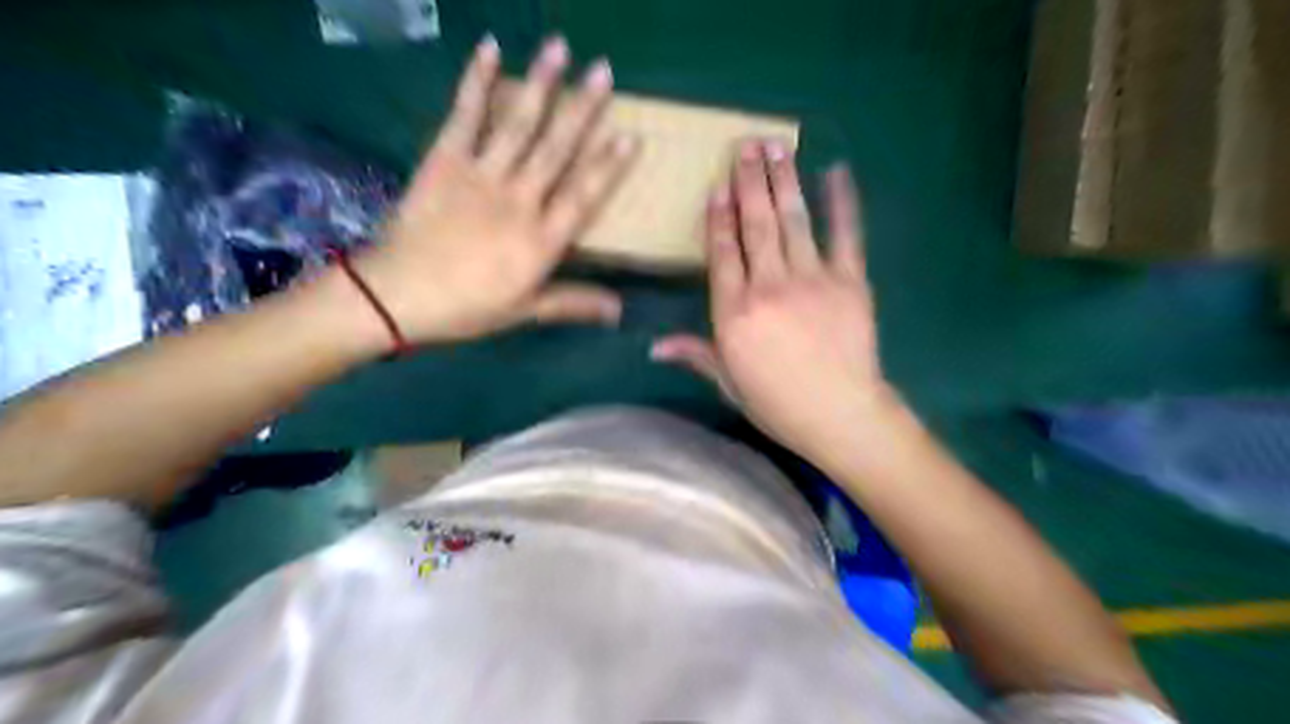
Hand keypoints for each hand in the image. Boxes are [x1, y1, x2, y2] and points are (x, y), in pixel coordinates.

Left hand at [352, 34, 635, 344]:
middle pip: (556, 150)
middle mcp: (518, 201)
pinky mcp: (445, 160)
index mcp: (541, 241)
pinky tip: (490, 49)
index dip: (608, 166)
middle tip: (604, 71)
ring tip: (560, 47)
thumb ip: (573, 303)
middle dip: (582, 109)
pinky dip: (477, 81)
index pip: (583, 196)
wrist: (397, 296)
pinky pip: (465, 116)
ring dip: (541, 84)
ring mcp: (481, 176)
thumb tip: (620, 310)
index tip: (630, 134)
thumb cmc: (467, 308)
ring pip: (518, 125)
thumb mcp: (524, 311)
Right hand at [656, 139, 898, 457]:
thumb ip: (695, 354)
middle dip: (749, 182)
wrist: (841, 415)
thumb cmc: (778, 404)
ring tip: (776, 146)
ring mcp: (812, 279)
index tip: (717, 186)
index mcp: (735, 313)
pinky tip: (837, 172)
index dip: (718, 218)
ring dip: (783, 180)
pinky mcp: (851, 281)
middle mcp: (769, 286)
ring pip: (793, 221)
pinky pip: (846, 234)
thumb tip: (653, 347)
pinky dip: (842, 202)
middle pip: (755, 226)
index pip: (722, 254)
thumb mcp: (728, 383)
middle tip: (745, 145)